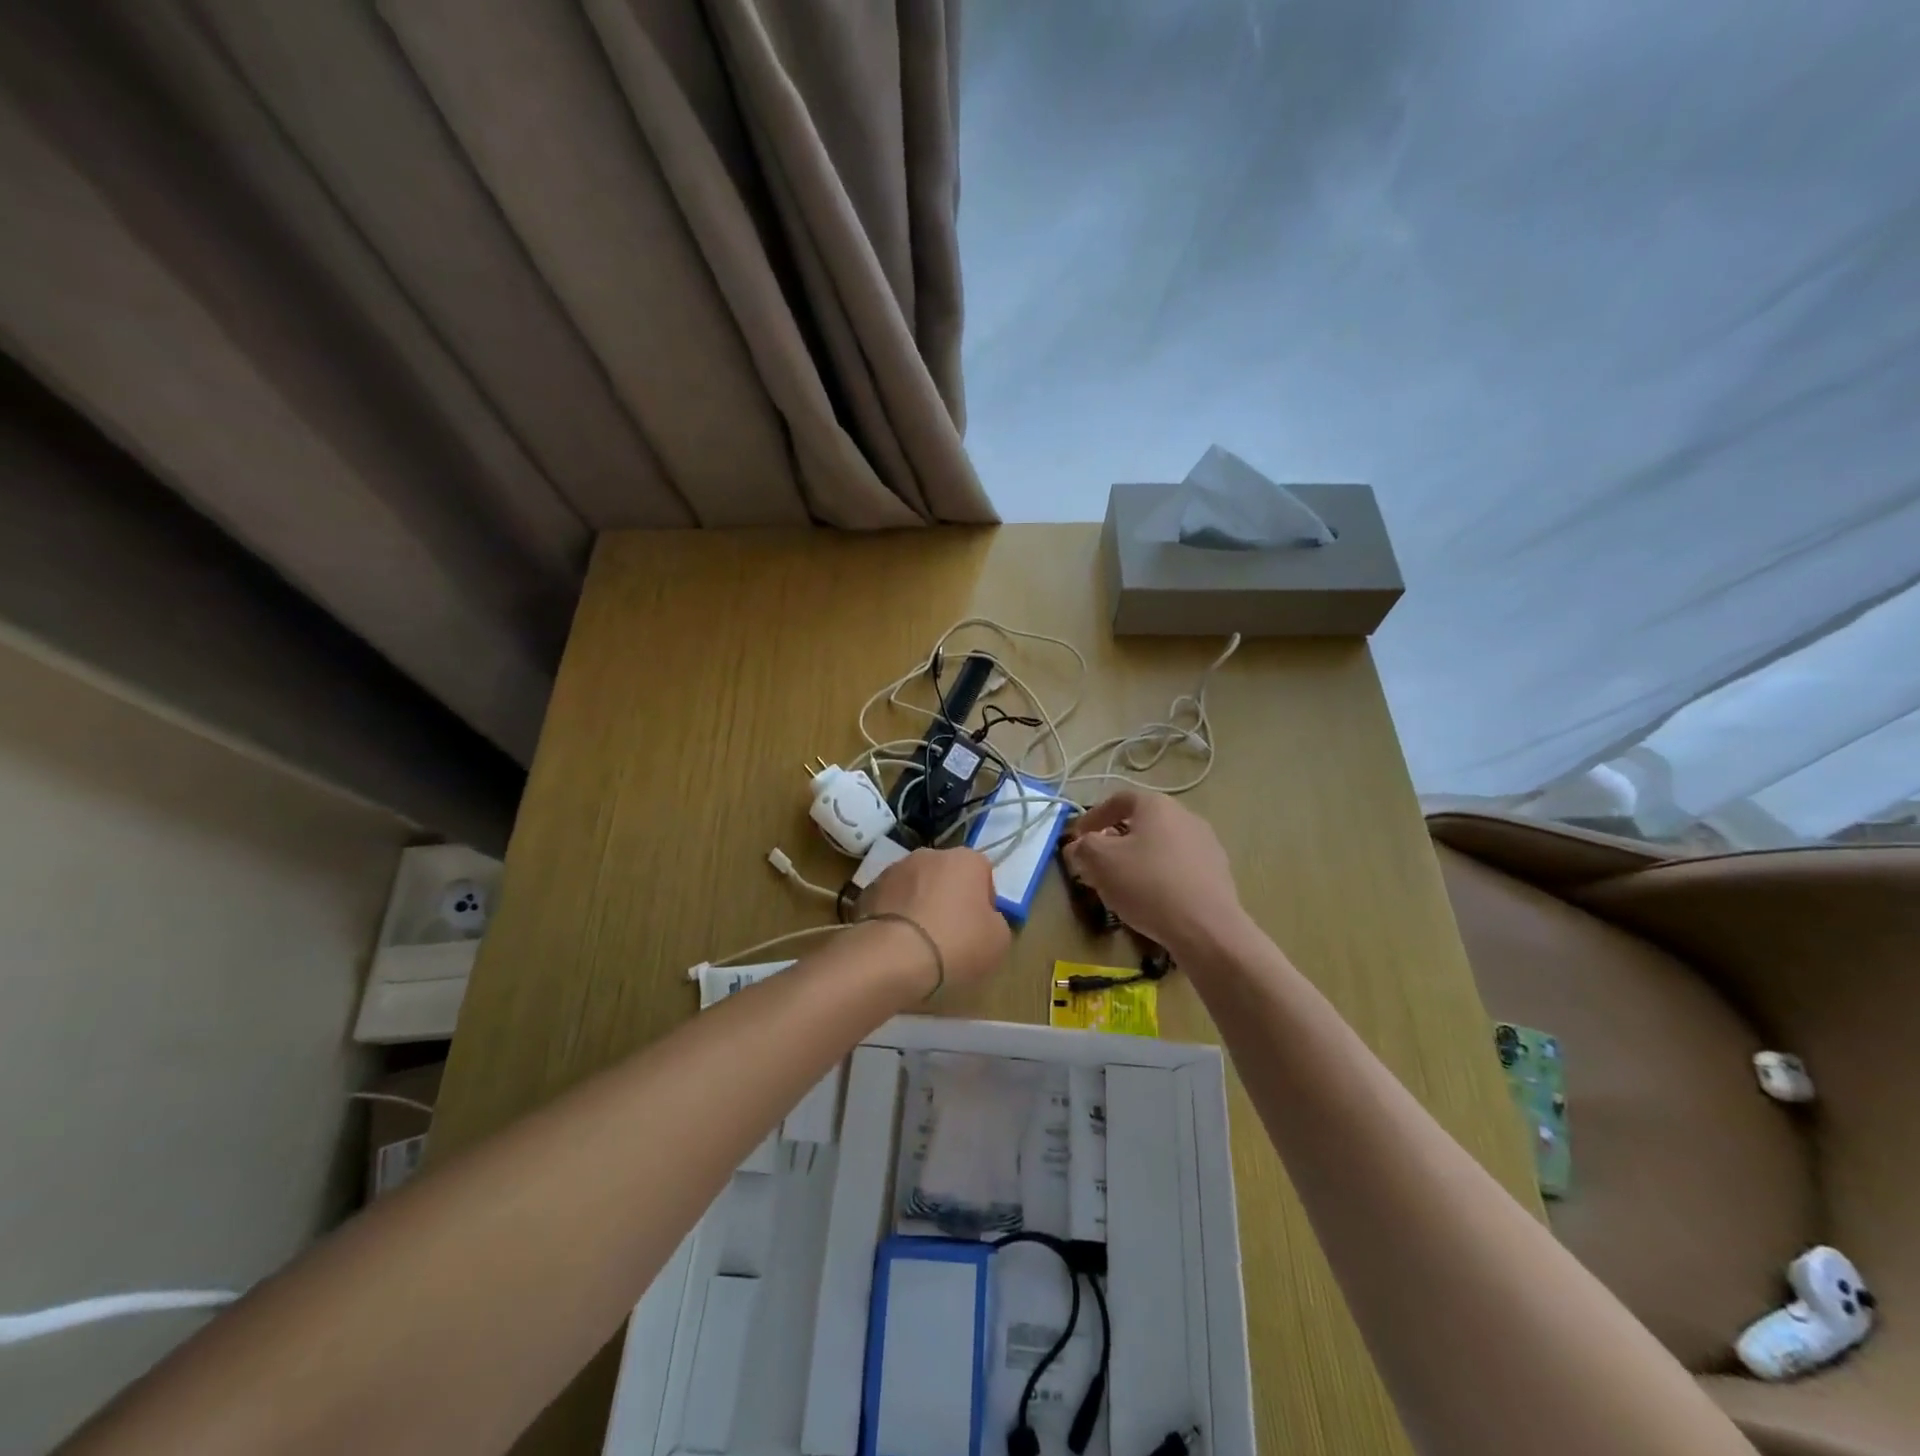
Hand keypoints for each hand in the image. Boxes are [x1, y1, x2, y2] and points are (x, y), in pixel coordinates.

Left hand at [858, 847, 1011, 993]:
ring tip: (919, 943)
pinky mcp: (867, 890)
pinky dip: (893, 917)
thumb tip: (984, 919)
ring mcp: (893, 870)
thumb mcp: (998, 941)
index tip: (979, 927)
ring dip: (918, 906)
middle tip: (950, 935)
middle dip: (948, 898)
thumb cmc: (956, 944)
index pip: (982, 872)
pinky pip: (889, 903)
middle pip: (945, 875)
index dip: (984, 900)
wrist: (892, 957)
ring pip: (914, 886)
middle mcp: (929, 855)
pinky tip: (895, 945)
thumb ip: (995, 921)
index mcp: (966, 859)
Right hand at [1061, 791, 1245, 957]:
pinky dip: (1160, 876)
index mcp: (1157, 805)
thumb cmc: (1147, 884)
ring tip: (1122, 884)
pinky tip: (1152, 899)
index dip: (1093, 816)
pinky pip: (1179, 867)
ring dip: (1138, 859)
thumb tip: (1078, 846)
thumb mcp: (1100, 862)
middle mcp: (1185, 816)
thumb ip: (1083, 847)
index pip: (1118, 800)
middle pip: (1141, 822)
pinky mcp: (1218, 872)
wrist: (1207, 928)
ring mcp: (1206, 844)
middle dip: (1115, 840)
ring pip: (1161, 845)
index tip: (1077, 838)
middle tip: (1097, 862)